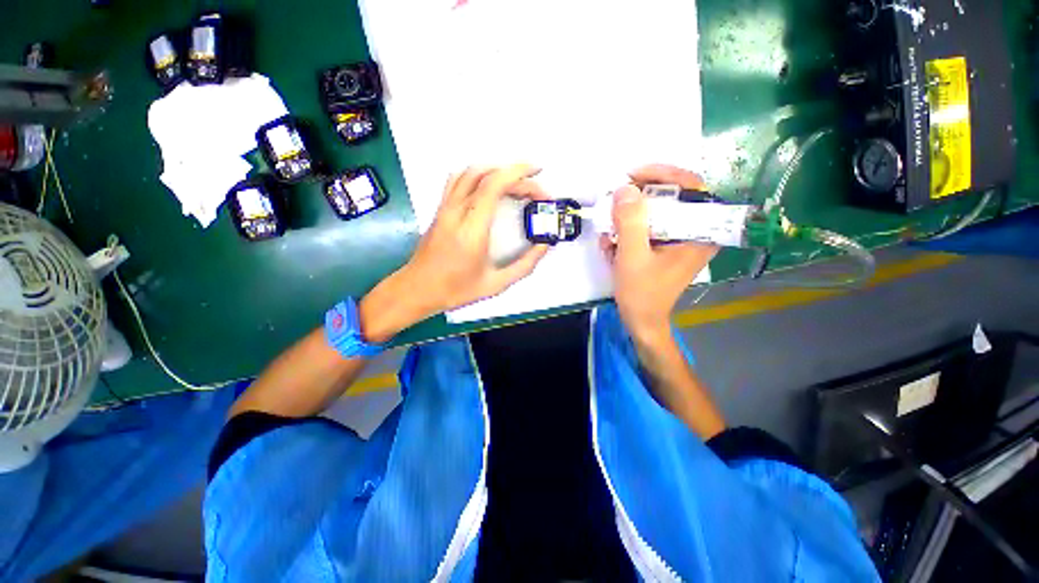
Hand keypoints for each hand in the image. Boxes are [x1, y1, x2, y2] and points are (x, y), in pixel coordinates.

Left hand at [362, 165, 549, 340]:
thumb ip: (524, 265)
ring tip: (516, 183)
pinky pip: (458, 180)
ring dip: (496, 170)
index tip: (538, 174)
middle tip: (534, 191)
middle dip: (516, 175)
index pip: (494, 186)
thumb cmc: (456, 290)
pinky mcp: (440, 209)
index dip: (519, 174)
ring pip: (469, 172)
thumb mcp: (496, 284)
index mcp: (471, 230)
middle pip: (486, 175)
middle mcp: (456, 212)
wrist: (417, 290)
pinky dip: (478, 175)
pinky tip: (489, 186)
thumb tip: (544, 245)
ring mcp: (445, 208)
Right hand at [600, 164, 716, 344]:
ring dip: (627, 221)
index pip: (690, 186)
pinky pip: (647, 227)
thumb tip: (624, 188)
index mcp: (699, 233)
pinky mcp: (666, 245)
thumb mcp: (632, 257)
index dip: (662, 174)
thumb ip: (630, 222)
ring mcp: (680, 239)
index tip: (632, 176)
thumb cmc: (641, 293)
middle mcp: (695, 231)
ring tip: (609, 240)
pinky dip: (627, 233)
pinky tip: (613, 249)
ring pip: (654, 213)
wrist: (641, 320)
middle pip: (670, 197)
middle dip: (636, 203)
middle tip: (613, 207)